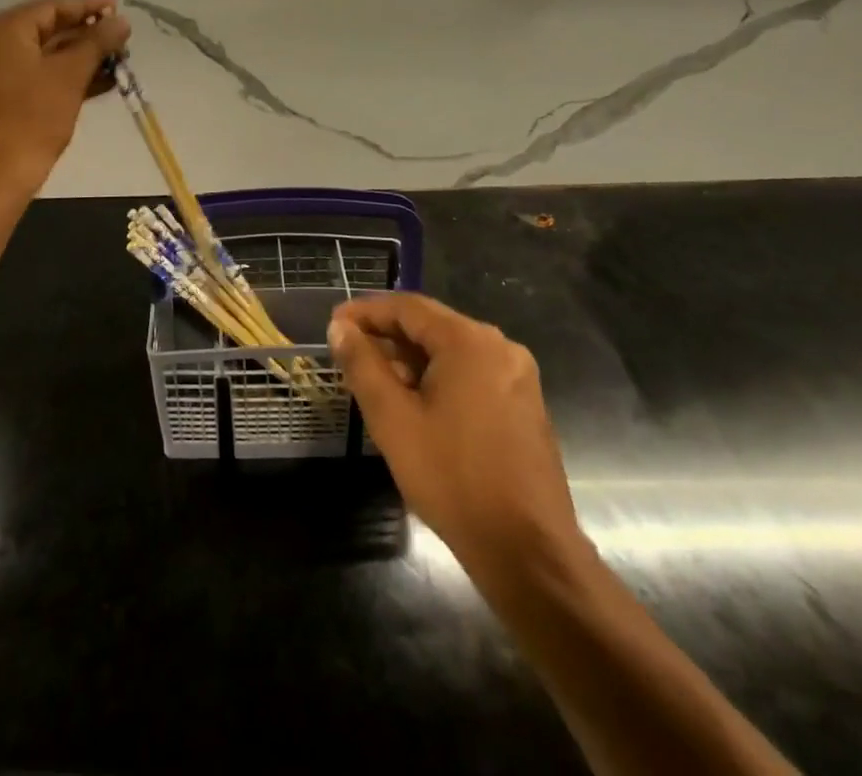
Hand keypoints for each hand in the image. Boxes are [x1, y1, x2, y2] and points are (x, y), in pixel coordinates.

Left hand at [0, 0, 131, 192]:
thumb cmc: (32, 118)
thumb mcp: (70, 75)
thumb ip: (97, 42)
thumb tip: (121, 21)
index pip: (50, 7)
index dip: (88, 7)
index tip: (118, 9)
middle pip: (43, 29)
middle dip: (85, 35)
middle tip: (119, 41)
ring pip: (37, 54)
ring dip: (76, 58)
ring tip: (114, 64)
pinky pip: (27, 74)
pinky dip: (57, 76)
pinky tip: (94, 83)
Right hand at [329, 294, 590, 580]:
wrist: (528, 553)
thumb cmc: (453, 478)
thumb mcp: (393, 419)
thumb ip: (363, 365)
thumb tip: (340, 328)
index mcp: (469, 341)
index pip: (407, 307)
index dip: (365, 312)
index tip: (333, 324)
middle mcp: (499, 347)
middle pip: (431, 326)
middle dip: (387, 337)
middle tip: (348, 354)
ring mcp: (518, 378)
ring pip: (451, 352)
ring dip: (410, 360)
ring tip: (374, 381)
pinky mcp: (524, 407)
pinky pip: (471, 375)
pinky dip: (438, 379)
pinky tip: (414, 405)